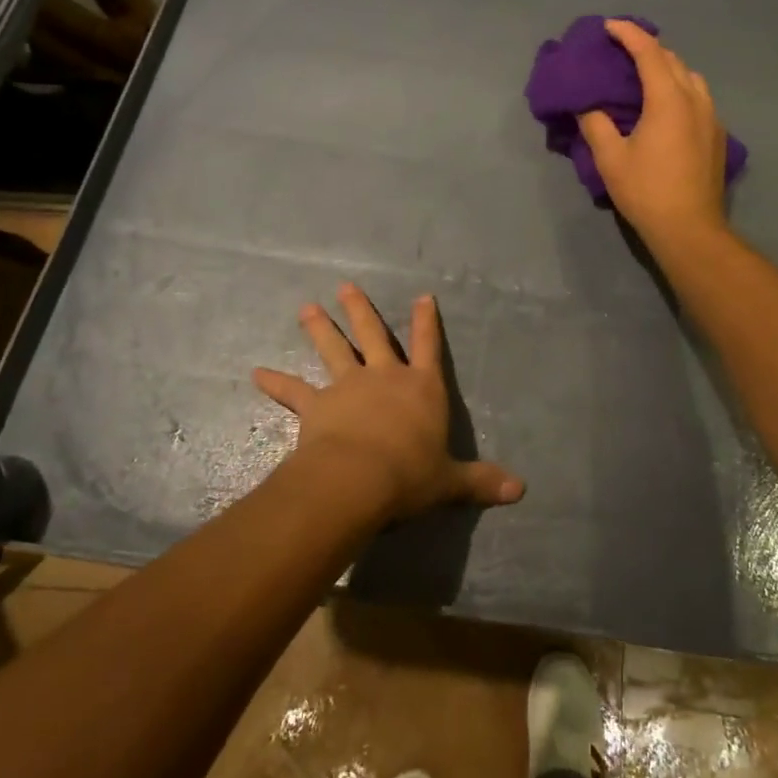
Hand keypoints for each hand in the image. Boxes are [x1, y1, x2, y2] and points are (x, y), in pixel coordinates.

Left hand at [253, 283, 524, 519]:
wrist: (358, 480)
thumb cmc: (411, 475)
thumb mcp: (450, 481)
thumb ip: (481, 481)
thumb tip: (521, 491)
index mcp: (422, 388)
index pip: (429, 346)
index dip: (427, 321)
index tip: (422, 296)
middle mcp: (385, 377)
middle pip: (374, 335)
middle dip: (361, 310)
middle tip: (346, 286)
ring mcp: (348, 386)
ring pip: (334, 349)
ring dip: (320, 328)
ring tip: (307, 307)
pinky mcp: (317, 405)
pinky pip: (293, 391)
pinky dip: (276, 382)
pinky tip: (256, 372)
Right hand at [577, 19, 729, 246]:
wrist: (690, 229)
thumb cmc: (647, 191)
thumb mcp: (610, 159)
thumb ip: (596, 124)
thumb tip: (587, 106)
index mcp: (668, 100)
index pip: (649, 52)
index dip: (628, 34)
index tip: (609, 26)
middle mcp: (695, 100)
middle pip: (673, 59)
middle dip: (648, 47)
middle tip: (622, 49)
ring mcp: (712, 118)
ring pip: (691, 77)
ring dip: (668, 67)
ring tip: (646, 74)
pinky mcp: (718, 136)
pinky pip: (699, 97)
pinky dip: (681, 88)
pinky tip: (668, 106)